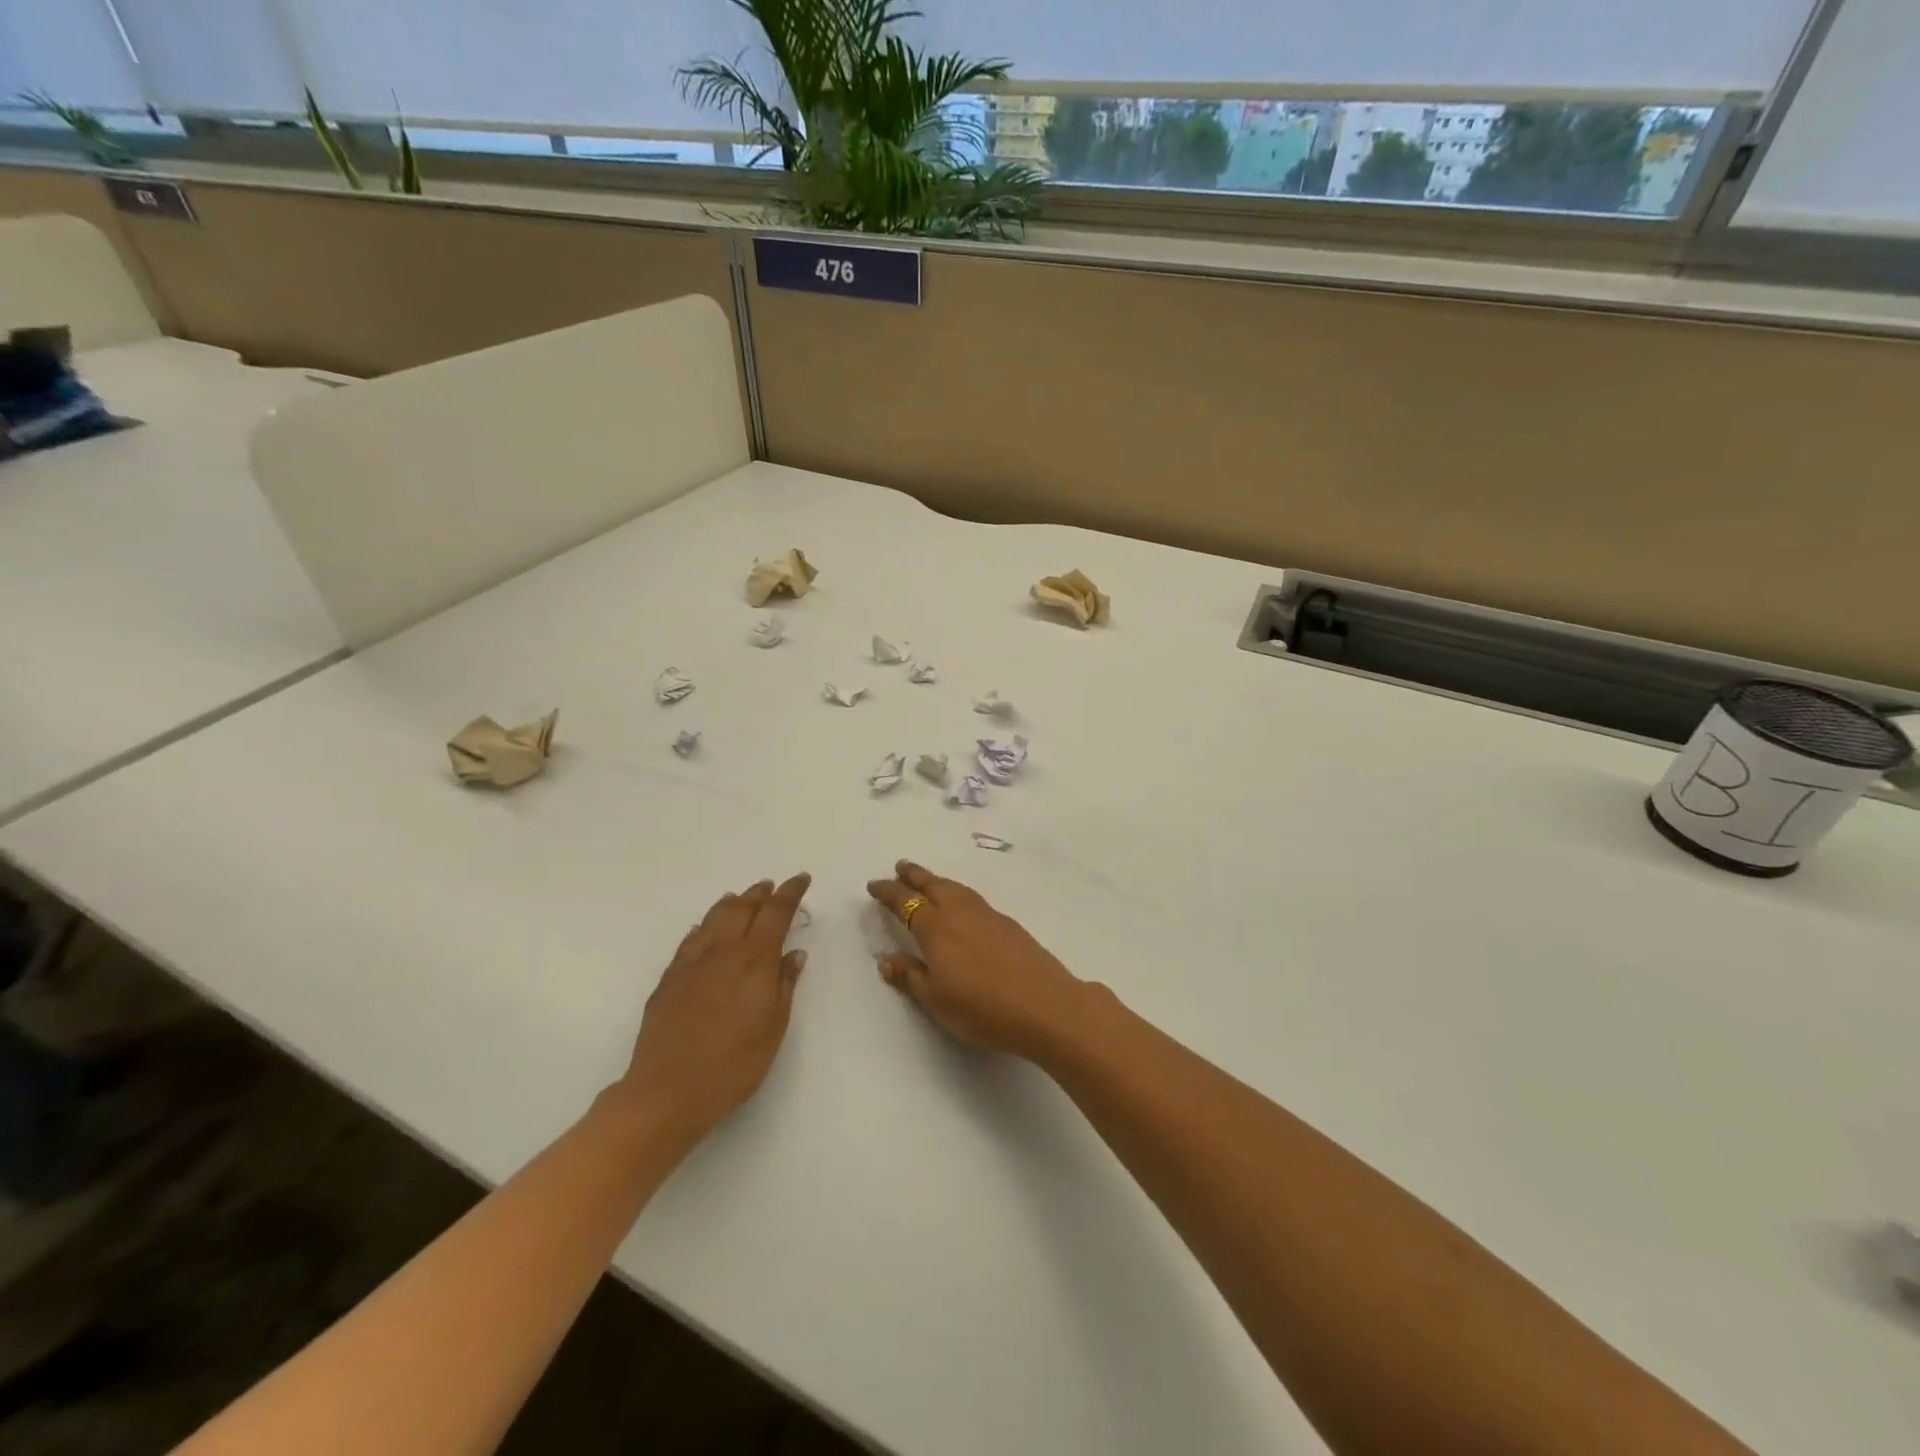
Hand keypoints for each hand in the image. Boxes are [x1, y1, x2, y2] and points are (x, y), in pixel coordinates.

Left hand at [615, 874, 810, 1141]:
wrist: (667, 1091)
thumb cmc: (733, 1064)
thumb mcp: (774, 1027)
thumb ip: (784, 984)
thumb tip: (793, 953)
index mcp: (753, 959)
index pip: (776, 912)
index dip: (790, 893)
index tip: (801, 879)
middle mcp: (722, 950)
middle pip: (743, 908)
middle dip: (760, 894)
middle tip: (772, 886)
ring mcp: (691, 962)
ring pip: (713, 918)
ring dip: (732, 903)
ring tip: (741, 897)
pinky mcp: (669, 978)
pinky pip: (691, 939)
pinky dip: (704, 926)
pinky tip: (705, 930)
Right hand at [867, 861, 1088, 1058]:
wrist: (1045, 1005)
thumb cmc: (982, 1008)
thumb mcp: (936, 999)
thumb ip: (910, 976)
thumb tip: (886, 958)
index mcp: (936, 928)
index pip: (905, 903)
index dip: (888, 893)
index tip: (874, 885)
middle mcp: (960, 913)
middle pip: (933, 885)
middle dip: (914, 875)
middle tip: (900, 867)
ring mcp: (988, 915)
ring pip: (956, 888)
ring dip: (937, 881)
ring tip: (928, 880)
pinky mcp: (1009, 924)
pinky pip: (973, 898)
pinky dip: (959, 893)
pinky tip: (962, 904)